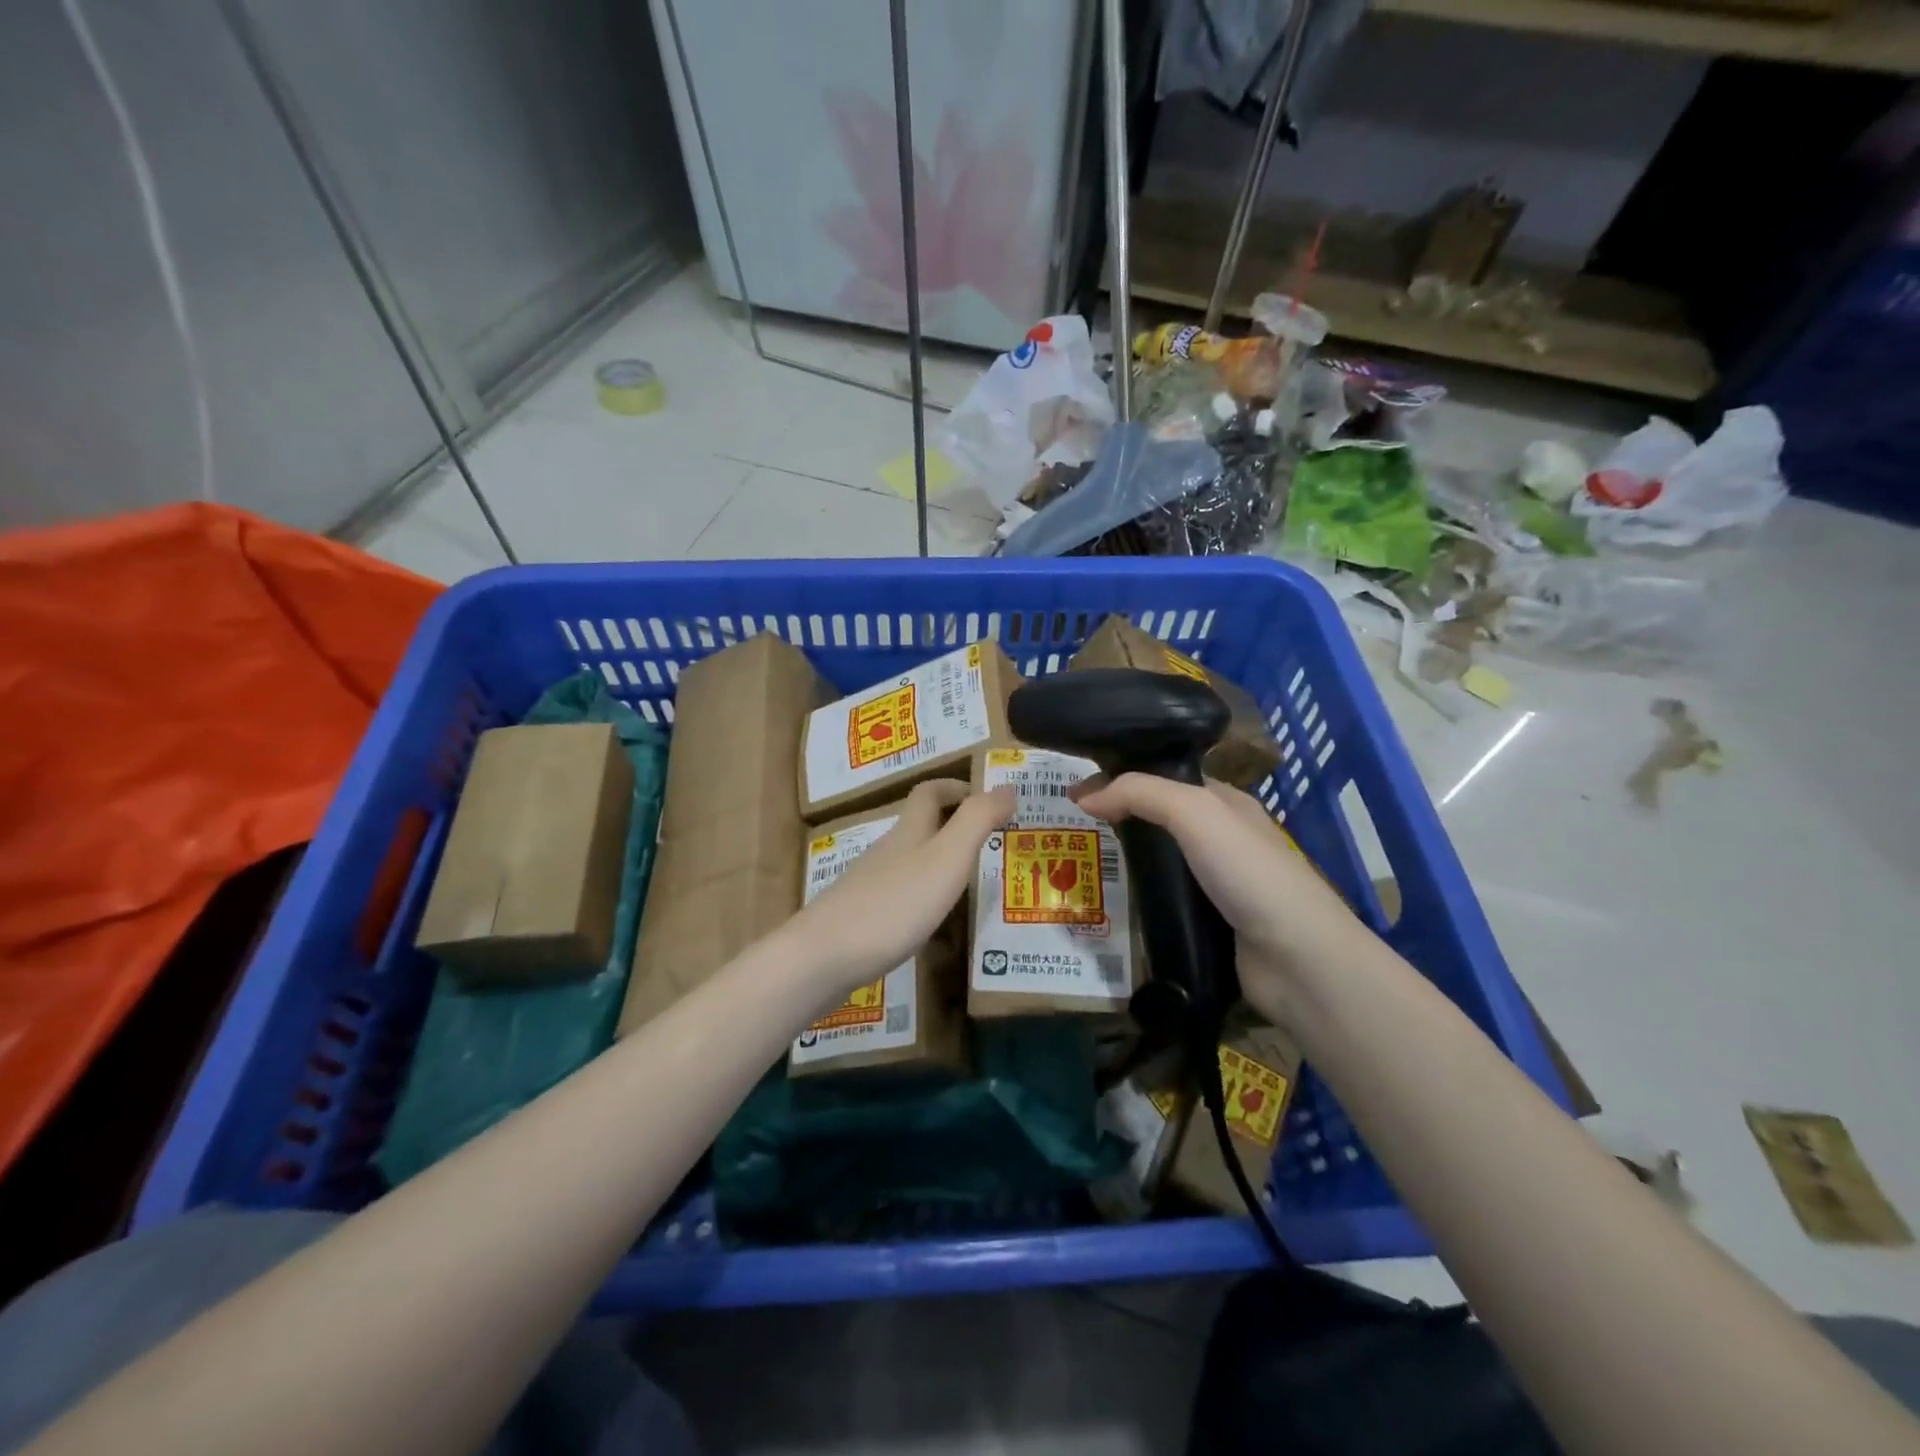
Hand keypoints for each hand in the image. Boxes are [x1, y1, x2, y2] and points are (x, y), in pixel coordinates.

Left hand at [784, 779, 1014, 998]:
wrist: (823, 957)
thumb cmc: (893, 904)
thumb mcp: (946, 858)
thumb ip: (977, 821)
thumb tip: (1008, 786)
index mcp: (909, 832)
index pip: (929, 792)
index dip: (956, 787)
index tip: (986, 799)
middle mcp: (888, 851)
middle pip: (918, 825)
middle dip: (952, 825)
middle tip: (989, 843)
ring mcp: (869, 884)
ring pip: (908, 861)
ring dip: (938, 862)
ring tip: (969, 884)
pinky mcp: (860, 916)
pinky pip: (898, 895)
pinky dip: (921, 897)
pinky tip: (932, 924)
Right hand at [1073, 774, 1367, 1019]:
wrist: (1295, 958)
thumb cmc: (1247, 871)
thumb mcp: (1194, 813)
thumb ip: (1139, 794)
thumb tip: (1084, 797)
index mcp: (1225, 803)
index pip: (1165, 779)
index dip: (1122, 779)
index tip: (1076, 794)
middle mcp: (1223, 838)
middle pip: (1160, 820)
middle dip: (1119, 821)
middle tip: (1073, 831)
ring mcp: (1218, 884)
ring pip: (1161, 863)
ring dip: (1127, 863)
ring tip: (1080, 867)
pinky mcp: (1211, 924)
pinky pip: (1166, 902)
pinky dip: (1140, 899)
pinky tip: (1113, 904)